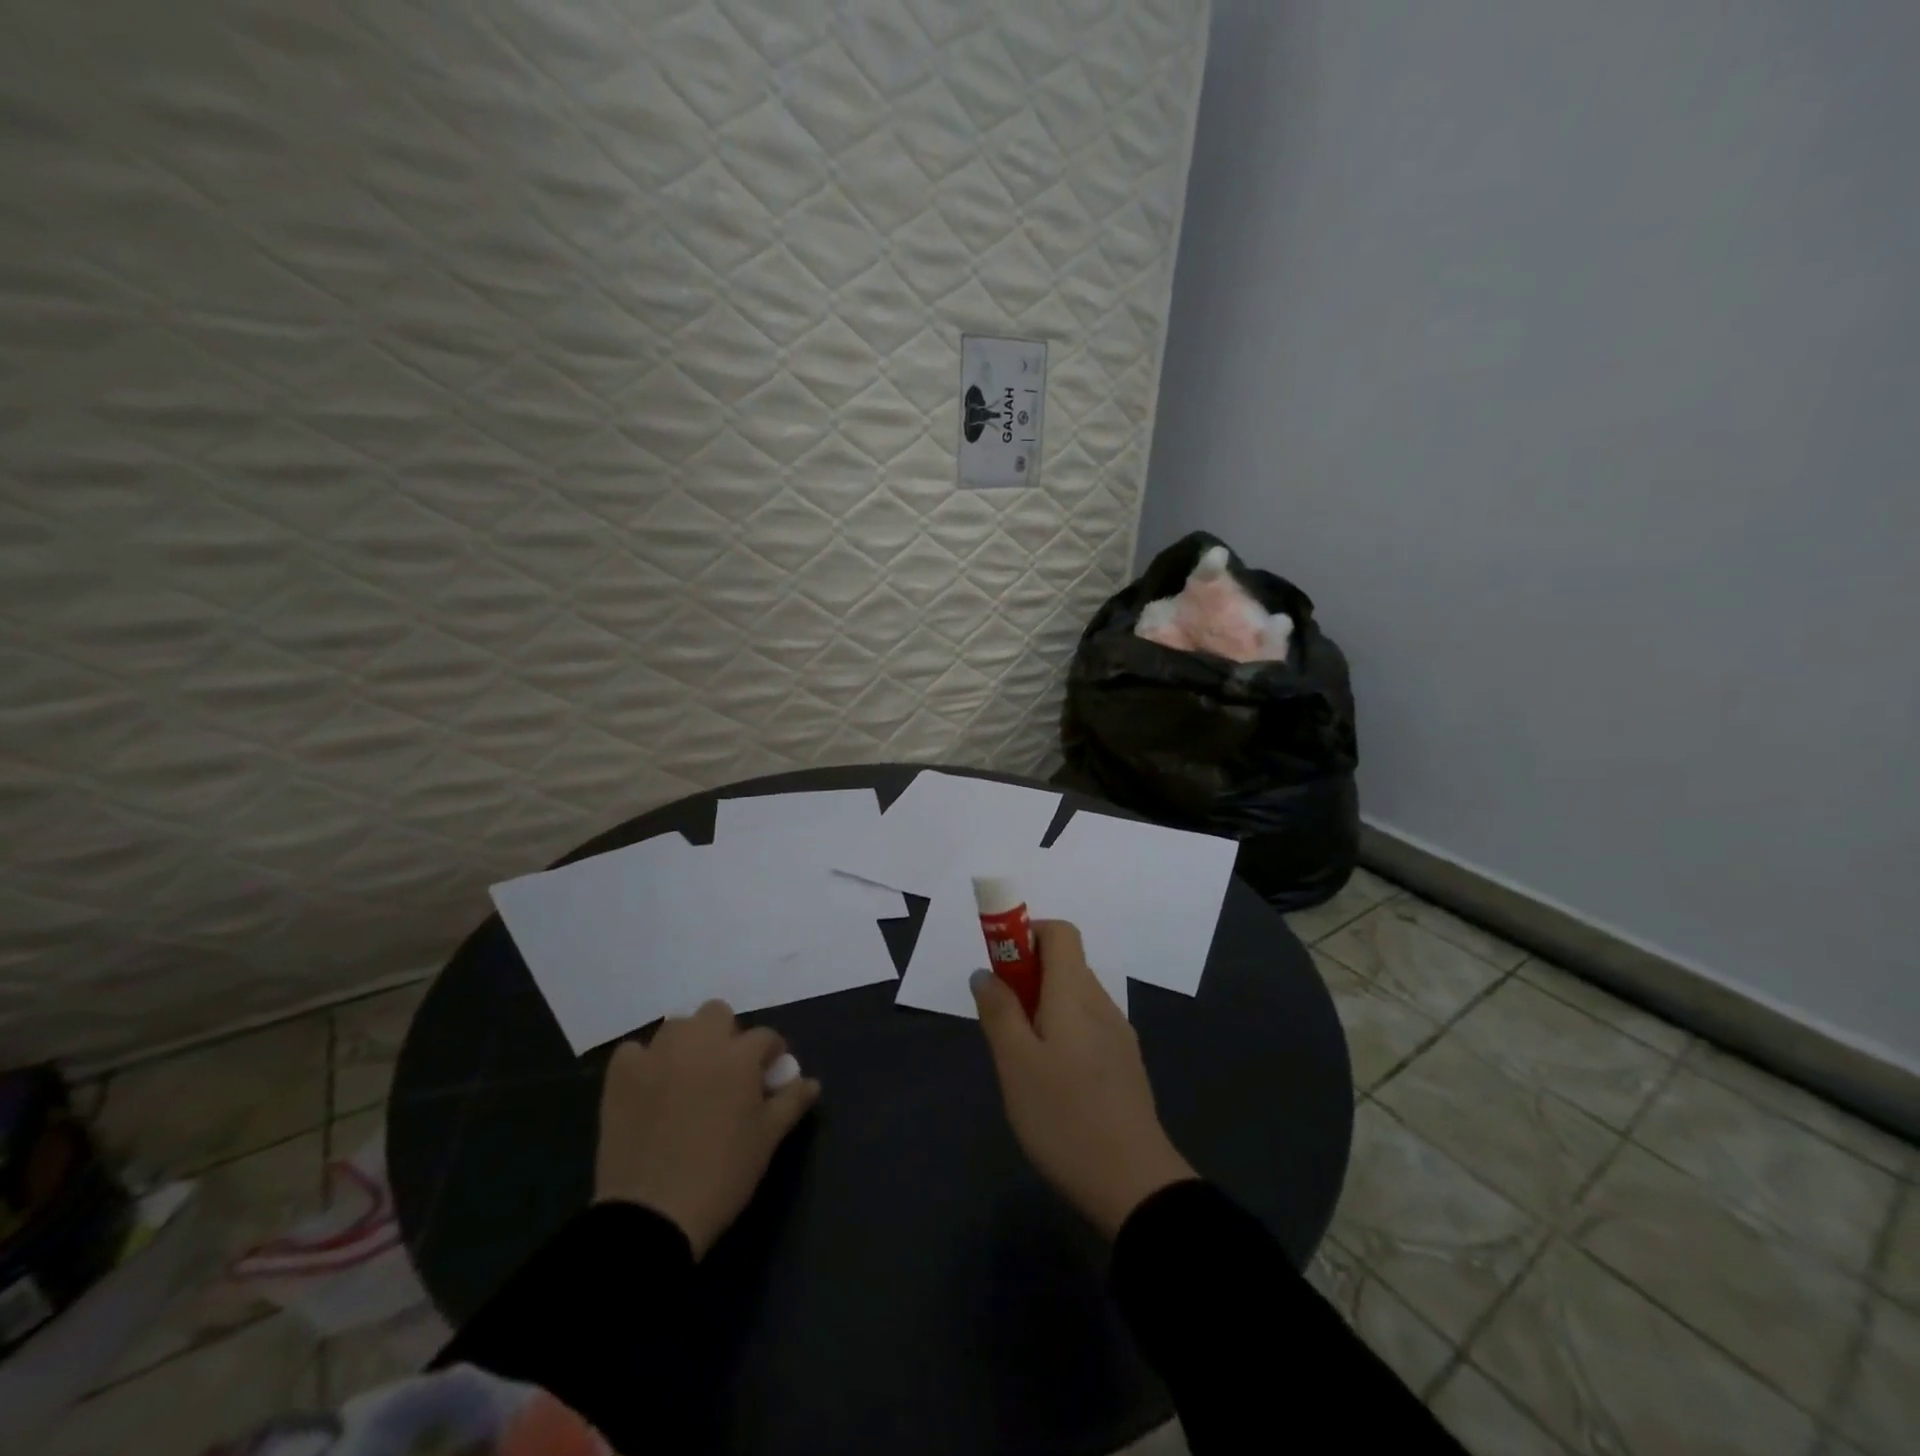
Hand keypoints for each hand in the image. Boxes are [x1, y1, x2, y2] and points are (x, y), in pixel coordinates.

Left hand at [594, 1001, 820, 1257]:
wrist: (652, 1213)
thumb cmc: (722, 1174)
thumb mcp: (767, 1139)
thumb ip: (791, 1102)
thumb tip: (811, 1082)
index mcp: (739, 1056)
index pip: (765, 1037)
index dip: (771, 1054)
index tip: (769, 1076)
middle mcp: (699, 1043)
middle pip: (717, 1012)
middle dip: (726, 1034)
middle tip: (726, 1071)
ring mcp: (657, 1056)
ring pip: (677, 1026)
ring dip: (687, 1042)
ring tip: (687, 1076)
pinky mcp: (621, 1076)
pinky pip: (633, 1051)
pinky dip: (643, 1062)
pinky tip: (648, 1086)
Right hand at [971, 921, 1195, 1237]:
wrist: (1134, 1184)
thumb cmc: (1064, 1116)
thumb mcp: (1016, 1064)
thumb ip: (999, 1012)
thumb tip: (985, 973)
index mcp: (1076, 993)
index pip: (1060, 932)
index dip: (1027, 934)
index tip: (1000, 965)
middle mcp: (1101, 1003)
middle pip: (1065, 965)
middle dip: (1027, 977)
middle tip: (1001, 1019)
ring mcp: (1118, 1035)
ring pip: (1074, 999)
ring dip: (1042, 1007)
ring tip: (1021, 1058)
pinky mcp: (1124, 1065)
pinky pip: (1086, 1027)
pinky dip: (1061, 1032)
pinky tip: (1050, 1081)